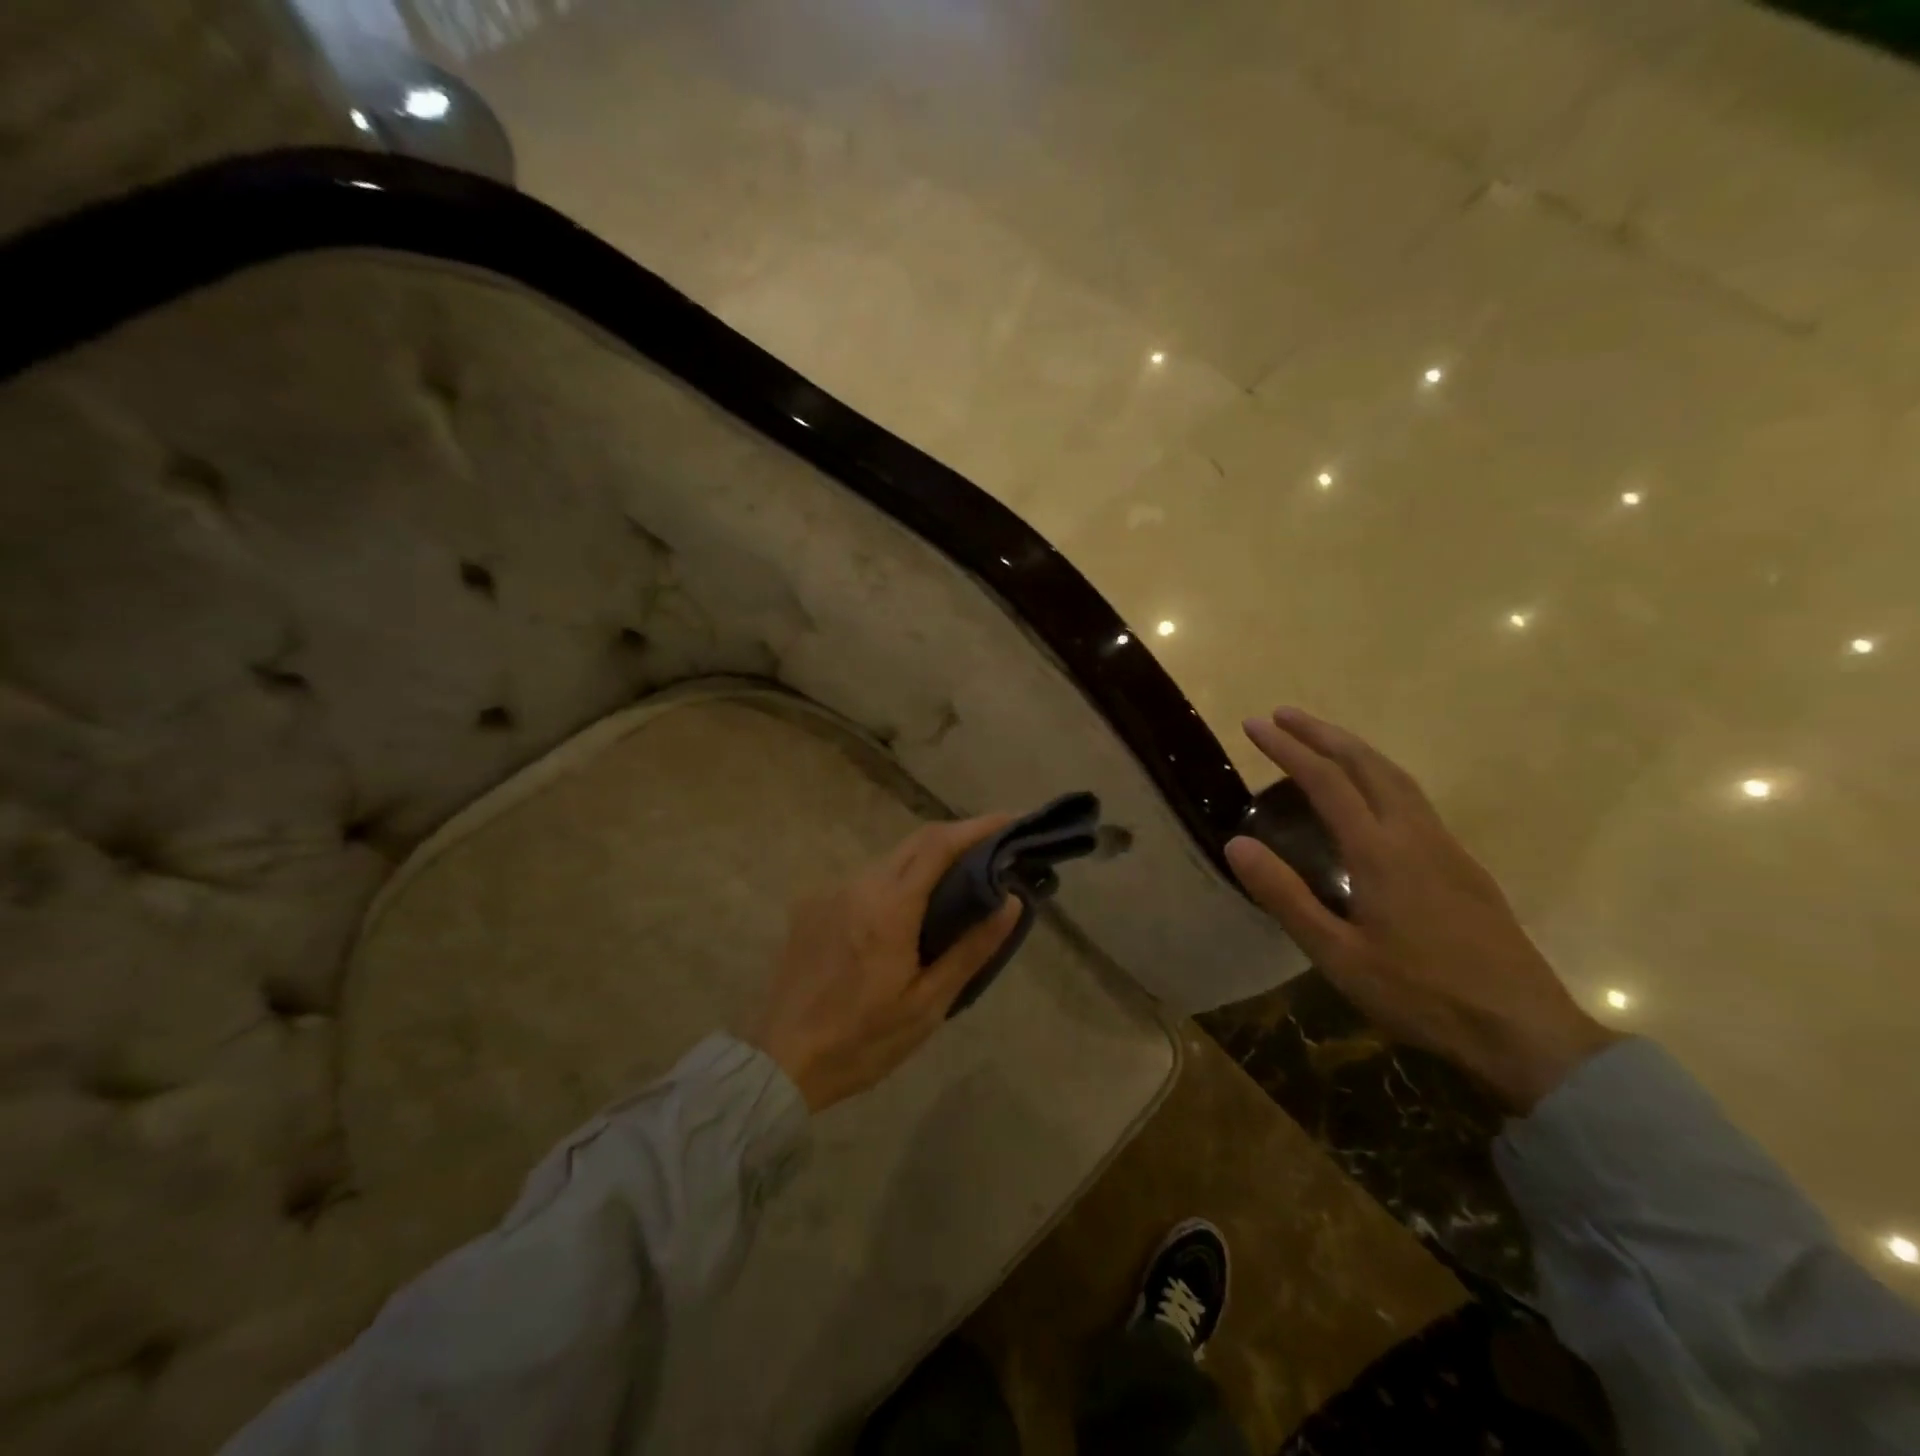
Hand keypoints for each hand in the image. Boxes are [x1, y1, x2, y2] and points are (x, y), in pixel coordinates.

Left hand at [745, 815, 1023, 1111]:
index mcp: (889, 908)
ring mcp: (830, 892)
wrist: (779, 1061)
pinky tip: (907, 911)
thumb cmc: (862, 1041)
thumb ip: (970, 949)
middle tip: (994, 849)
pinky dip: (896, 882)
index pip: (940, 845)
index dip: (978, 826)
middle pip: (916, 842)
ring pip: (890, 860)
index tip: (1011, 820)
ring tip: (958, 882)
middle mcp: (858, 885)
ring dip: (926, 861)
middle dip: (958, 838)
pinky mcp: (812, 906)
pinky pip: (865, 880)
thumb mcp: (927, 1005)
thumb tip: (1010, 901)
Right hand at [1225, 708, 1617, 1112]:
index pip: (1326, 782)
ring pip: (1396, 777)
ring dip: (1354, 749)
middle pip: (1367, 764)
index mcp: (1380, 852)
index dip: (1288, 749)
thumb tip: (1236, 844)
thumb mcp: (1337, 955)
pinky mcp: (1463, 865)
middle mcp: (1414, 835)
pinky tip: (1371, 795)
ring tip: (1322, 740)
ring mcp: (1445, 847)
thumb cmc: (1421, 995)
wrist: (1525, 1031)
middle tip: (1284, 714)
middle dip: (1322, 733)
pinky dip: (1379, 775)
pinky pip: (1413, 798)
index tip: (1255, 725)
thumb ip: (1285, 897)